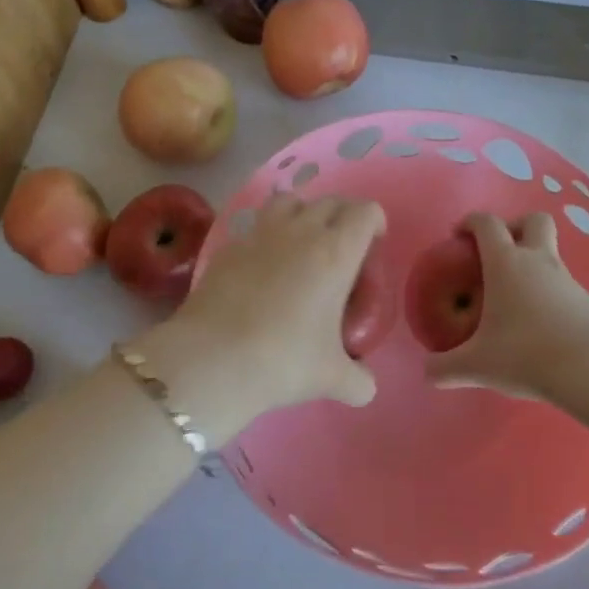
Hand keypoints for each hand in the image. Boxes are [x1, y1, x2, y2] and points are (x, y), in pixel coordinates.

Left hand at [141, 193, 385, 444]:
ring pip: (290, 201)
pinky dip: (267, 237)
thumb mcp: (332, 377)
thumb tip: (366, 387)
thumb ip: (359, 380)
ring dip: (303, 214)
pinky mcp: (229, 246)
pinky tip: (262, 269)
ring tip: (302, 246)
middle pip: (330, 201)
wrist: (213, 359)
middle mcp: (301, 232)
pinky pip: (256, 227)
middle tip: (343, 252)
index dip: (375, 223)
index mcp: (336, 252)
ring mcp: (260, 234)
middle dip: (343, 218)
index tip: (372, 249)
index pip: (365, 212)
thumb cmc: (284, 360)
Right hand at [426, 212, 588, 400]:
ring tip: (514, 298)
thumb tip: (427, 372)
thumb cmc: (525, 355)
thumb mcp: (477, 366)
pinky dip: (548, 293)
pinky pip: (563, 285)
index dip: (470, 222)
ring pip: (551, 254)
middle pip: (533, 220)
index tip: (458, 236)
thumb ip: (446, 367)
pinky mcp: (587, 301)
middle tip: (498, 252)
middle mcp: (538, 261)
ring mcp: (567, 279)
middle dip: (515, 227)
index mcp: (506, 263)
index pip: (487, 223)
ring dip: (533, 264)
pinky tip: (539, 324)